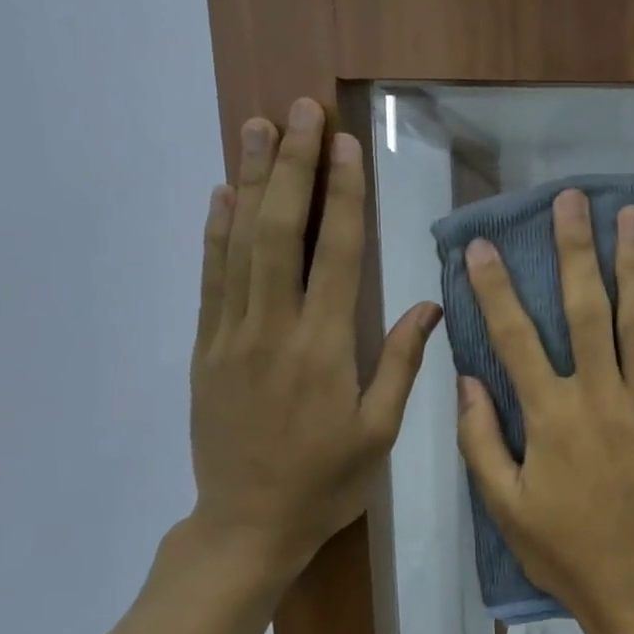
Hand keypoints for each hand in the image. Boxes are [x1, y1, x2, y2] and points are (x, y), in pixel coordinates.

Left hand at [186, 97, 439, 587]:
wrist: (247, 524)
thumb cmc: (325, 483)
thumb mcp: (378, 433)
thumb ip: (401, 364)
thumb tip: (428, 304)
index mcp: (324, 350)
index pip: (334, 255)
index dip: (341, 196)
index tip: (345, 144)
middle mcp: (272, 330)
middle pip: (279, 232)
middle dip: (293, 167)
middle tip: (300, 110)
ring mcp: (230, 336)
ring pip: (238, 244)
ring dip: (250, 182)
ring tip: (259, 127)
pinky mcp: (205, 349)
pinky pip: (210, 278)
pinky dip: (214, 232)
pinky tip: (222, 195)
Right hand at [456, 188, 633, 633]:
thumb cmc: (565, 550)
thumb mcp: (505, 506)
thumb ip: (481, 441)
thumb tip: (467, 380)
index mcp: (549, 417)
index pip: (515, 338)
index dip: (496, 288)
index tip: (485, 245)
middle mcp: (599, 397)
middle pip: (585, 310)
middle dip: (576, 250)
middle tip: (574, 199)